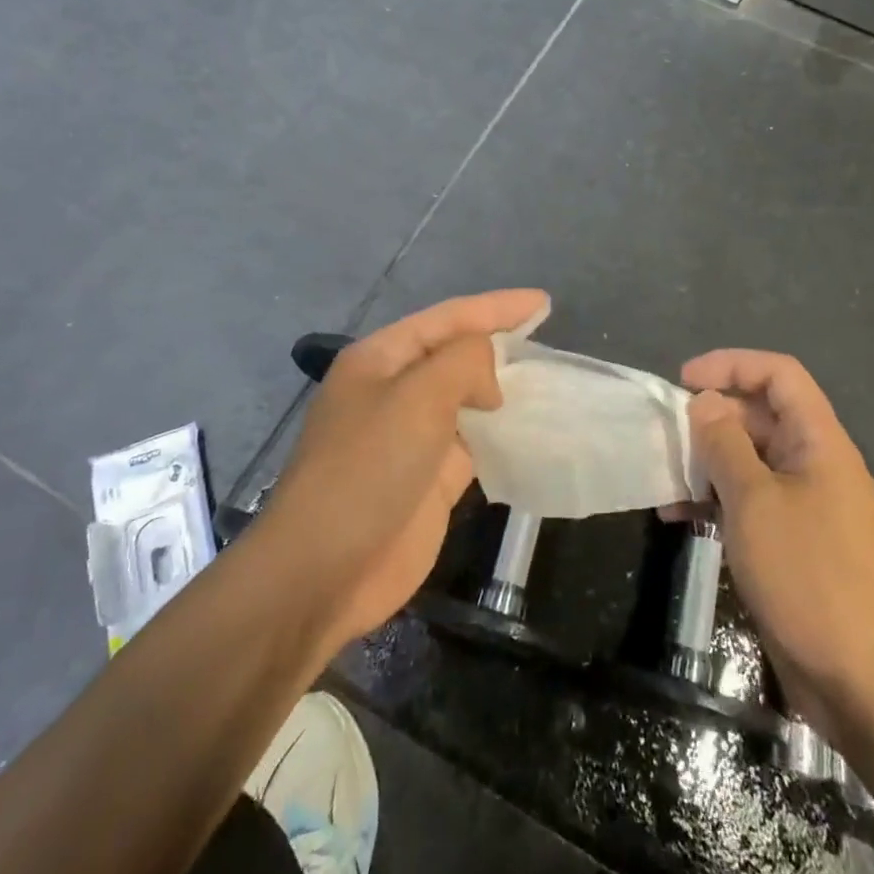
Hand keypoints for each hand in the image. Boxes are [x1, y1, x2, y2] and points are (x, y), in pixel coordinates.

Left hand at [257, 289, 547, 653]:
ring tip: (549, 381)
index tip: (543, 303)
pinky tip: (532, 431)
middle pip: (456, 355)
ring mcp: (412, 436)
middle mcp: (396, 390)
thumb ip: (463, 363)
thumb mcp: (416, 397)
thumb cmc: (366, 469)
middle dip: (499, 345)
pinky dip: (501, 435)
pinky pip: (474, 444)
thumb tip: (489, 379)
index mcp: (381, 358)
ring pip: (467, 400)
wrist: (324, 570)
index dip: (496, 307)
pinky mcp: (430, 478)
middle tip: (547, 341)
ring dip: (503, 391)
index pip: (448, 317)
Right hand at [681, 350, 873, 734]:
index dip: (730, 365)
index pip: (778, 375)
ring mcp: (805, 507)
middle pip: (760, 415)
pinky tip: (678, 518)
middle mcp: (815, 465)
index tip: (683, 380)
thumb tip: (705, 402)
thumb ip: (724, 443)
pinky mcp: (793, 545)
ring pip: (750, 461)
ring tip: (664, 479)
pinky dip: (715, 502)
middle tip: (666, 436)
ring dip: (706, 463)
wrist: (867, 686)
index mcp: (819, 442)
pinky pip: (750, 503)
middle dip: (711, 418)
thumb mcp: (755, 501)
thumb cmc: (810, 577)